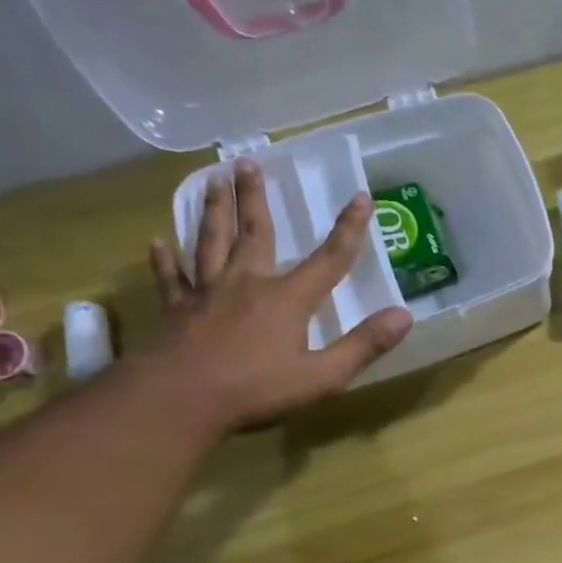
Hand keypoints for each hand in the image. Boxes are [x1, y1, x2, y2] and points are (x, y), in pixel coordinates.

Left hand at [147, 159, 412, 430]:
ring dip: (213, 211)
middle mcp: (246, 284)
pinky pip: (172, 279)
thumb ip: (364, 345)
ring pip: (210, 243)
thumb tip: (404, 315)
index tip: (361, 197)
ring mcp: (207, 295)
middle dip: (255, 198)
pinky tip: (157, 242)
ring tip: (211, 181)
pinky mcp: (176, 311)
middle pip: (254, 233)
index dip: (349, 229)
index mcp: (287, 299)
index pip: (329, 259)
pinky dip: (165, 260)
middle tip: (248, 161)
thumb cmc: (257, 390)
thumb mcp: (324, 376)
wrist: (179, 400)